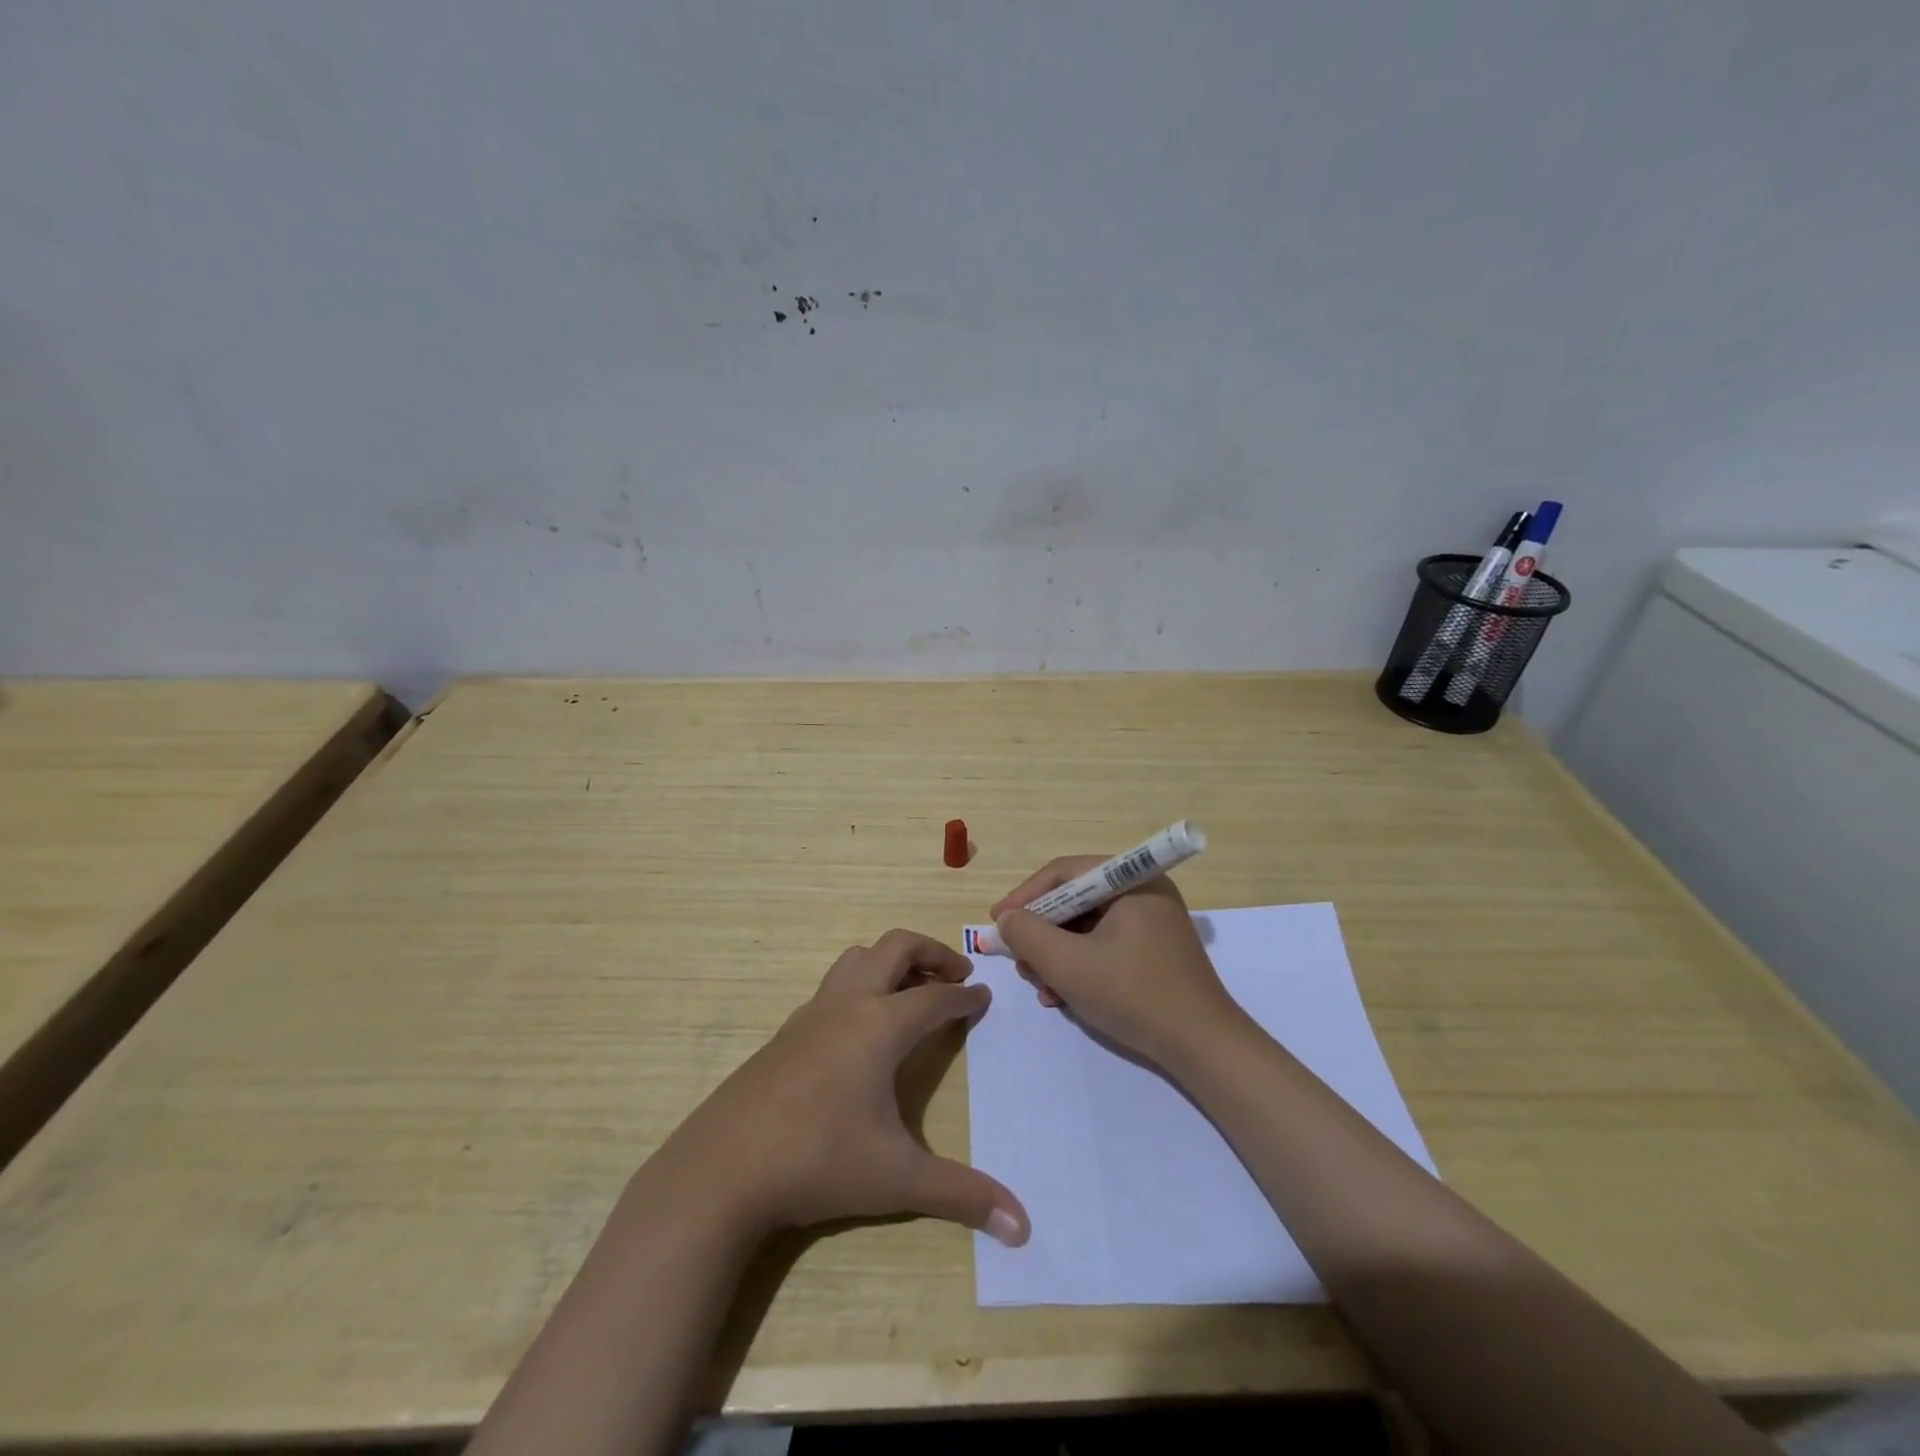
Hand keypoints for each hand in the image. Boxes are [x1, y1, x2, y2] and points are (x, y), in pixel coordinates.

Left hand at [659, 930, 1029, 1246]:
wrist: (722, 1169)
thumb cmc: (818, 1162)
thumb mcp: (897, 1179)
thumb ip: (962, 1196)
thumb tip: (1023, 1228)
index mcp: (881, 1025)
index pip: (936, 997)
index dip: (966, 996)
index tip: (985, 997)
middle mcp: (848, 1004)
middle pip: (895, 947)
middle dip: (932, 952)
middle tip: (957, 976)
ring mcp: (812, 1013)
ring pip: (857, 958)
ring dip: (891, 961)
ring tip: (912, 991)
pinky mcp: (786, 1031)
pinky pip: (833, 987)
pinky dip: (860, 987)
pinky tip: (860, 1030)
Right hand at [990, 859, 1245, 1068]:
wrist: (1203, 1048)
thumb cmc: (1134, 995)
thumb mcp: (1069, 964)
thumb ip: (1028, 935)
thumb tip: (1006, 920)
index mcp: (1132, 880)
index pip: (1064, 873)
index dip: (1024, 897)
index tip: (997, 923)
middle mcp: (1143, 892)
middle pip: (1074, 900)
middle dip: (1041, 933)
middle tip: (1020, 962)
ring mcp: (1151, 923)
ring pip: (1085, 927)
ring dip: (1056, 955)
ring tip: (1040, 987)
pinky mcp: (1153, 952)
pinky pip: (1103, 945)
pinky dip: (1078, 966)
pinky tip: (1062, 996)